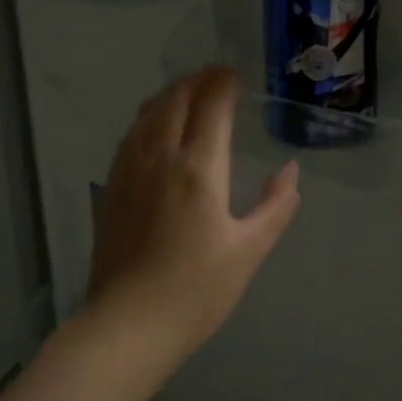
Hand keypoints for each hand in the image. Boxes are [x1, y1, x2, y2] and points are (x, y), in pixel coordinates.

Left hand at [87, 68, 300, 366]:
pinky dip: (147, 118)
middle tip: (213, 77)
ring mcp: (129, 171)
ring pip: (146, 114)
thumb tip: (290, 171)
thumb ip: (275, 206)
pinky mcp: (111, 188)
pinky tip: (154, 128)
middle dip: (194, 81)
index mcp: (198, 170)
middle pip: (174, 101)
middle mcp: (159, 158)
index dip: (221, 85)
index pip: (210, 108)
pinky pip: (130, 135)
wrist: (128, 325)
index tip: (232, 74)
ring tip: (186, 92)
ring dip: (168, 95)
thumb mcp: (249, 251)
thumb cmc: (196, 291)